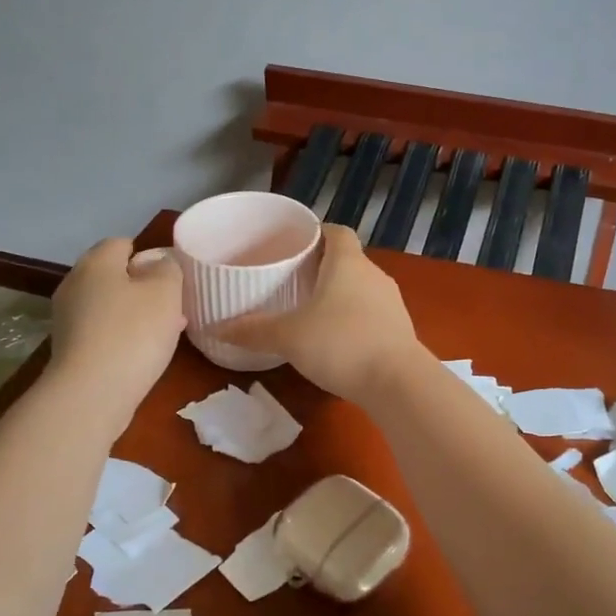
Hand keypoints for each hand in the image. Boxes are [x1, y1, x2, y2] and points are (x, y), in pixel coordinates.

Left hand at [48, 238, 184, 425]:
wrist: (92, 393)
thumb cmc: (133, 334)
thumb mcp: (166, 293)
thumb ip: (168, 269)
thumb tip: (159, 263)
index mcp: (96, 262)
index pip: (121, 243)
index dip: (149, 256)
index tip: (172, 277)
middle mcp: (75, 284)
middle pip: (113, 276)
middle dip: (143, 287)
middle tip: (172, 306)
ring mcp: (68, 318)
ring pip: (109, 305)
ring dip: (135, 314)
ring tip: (165, 332)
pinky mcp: (69, 349)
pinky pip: (102, 331)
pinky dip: (122, 336)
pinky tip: (142, 353)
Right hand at [211, 225, 426, 403]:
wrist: (398, 383)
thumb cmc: (341, 345)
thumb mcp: (288, 337)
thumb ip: (253, 331)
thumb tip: (215, 328)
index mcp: (348, 263)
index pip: (336, 232)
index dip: (315, 233)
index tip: (293, 245)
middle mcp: (374, 275)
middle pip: (347, 260)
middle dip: (321, 268)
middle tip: (291, 281)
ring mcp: (391, 303)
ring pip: (360, 288)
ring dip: (338, 296)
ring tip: (309, 311)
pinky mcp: (399, 330)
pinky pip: (371, 314)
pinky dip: (353, 319)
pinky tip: (335, 340)